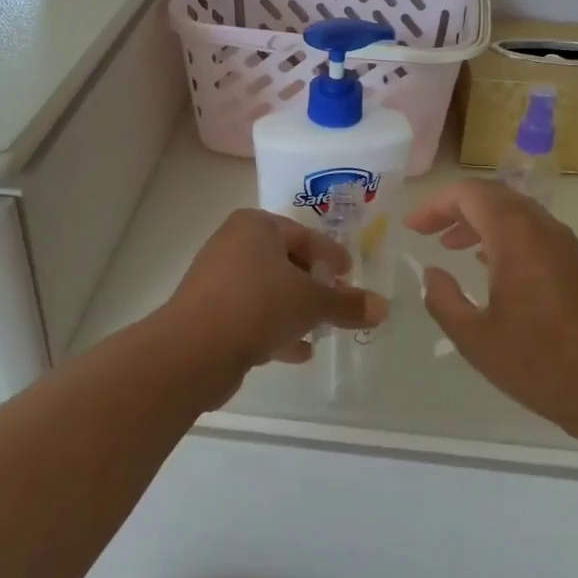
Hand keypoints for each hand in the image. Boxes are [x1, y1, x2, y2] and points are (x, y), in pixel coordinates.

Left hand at [159, 210, 388, 406]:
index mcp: (255, 226)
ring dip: (295, 310)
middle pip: (285, 262)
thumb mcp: (311, 302)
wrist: (194, 349)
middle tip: (337, 302)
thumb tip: (384, 308)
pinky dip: (275, 328)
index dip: (331, 255)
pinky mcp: (209, 313)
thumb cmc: (258, 304)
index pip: (303, 235)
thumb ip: (347, 304)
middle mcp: (233, 244)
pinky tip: (298, 351)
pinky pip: (251, 315)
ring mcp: (217, 279)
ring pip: (267, 291)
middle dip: (313, 285)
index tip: (350, 274)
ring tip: (321, 331)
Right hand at [405, 182, 577, 446]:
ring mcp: (568, 246)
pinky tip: (492, 266)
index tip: (413, 227)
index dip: (436, 205)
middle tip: (429, 232)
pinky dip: (506, 236)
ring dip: (482, 222)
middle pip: (495, 196)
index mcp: (517, 238)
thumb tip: (433, 272)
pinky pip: (536, 233)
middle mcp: (544, 230)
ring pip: (518, 213)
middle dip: (457, 209)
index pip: (470, 194)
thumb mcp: (475, 338)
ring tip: (453, 247)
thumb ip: (443, 299)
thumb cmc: (539, 365)